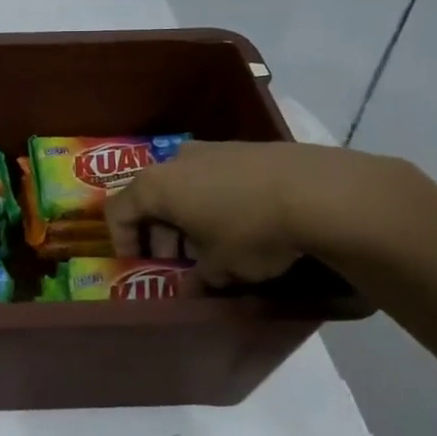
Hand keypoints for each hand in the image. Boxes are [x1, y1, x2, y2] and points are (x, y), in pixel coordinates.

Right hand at [104, 140, 414, 285]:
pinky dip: (215, 199)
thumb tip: (193, 287)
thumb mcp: (221, 267)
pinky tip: (242, 223)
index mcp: (156, 186)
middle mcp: (176, 160)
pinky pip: (215, 176)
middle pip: (151, 195)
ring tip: (211, 243)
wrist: (318, 192)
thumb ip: (199, 277)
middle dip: (158, 230)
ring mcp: (212, 149)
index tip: (139, 264)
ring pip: (185, 184)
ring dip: (187, 214)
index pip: (118, 210)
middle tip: (177, 259)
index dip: (123, 240)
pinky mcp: (246, 149)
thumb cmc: (251, 231)